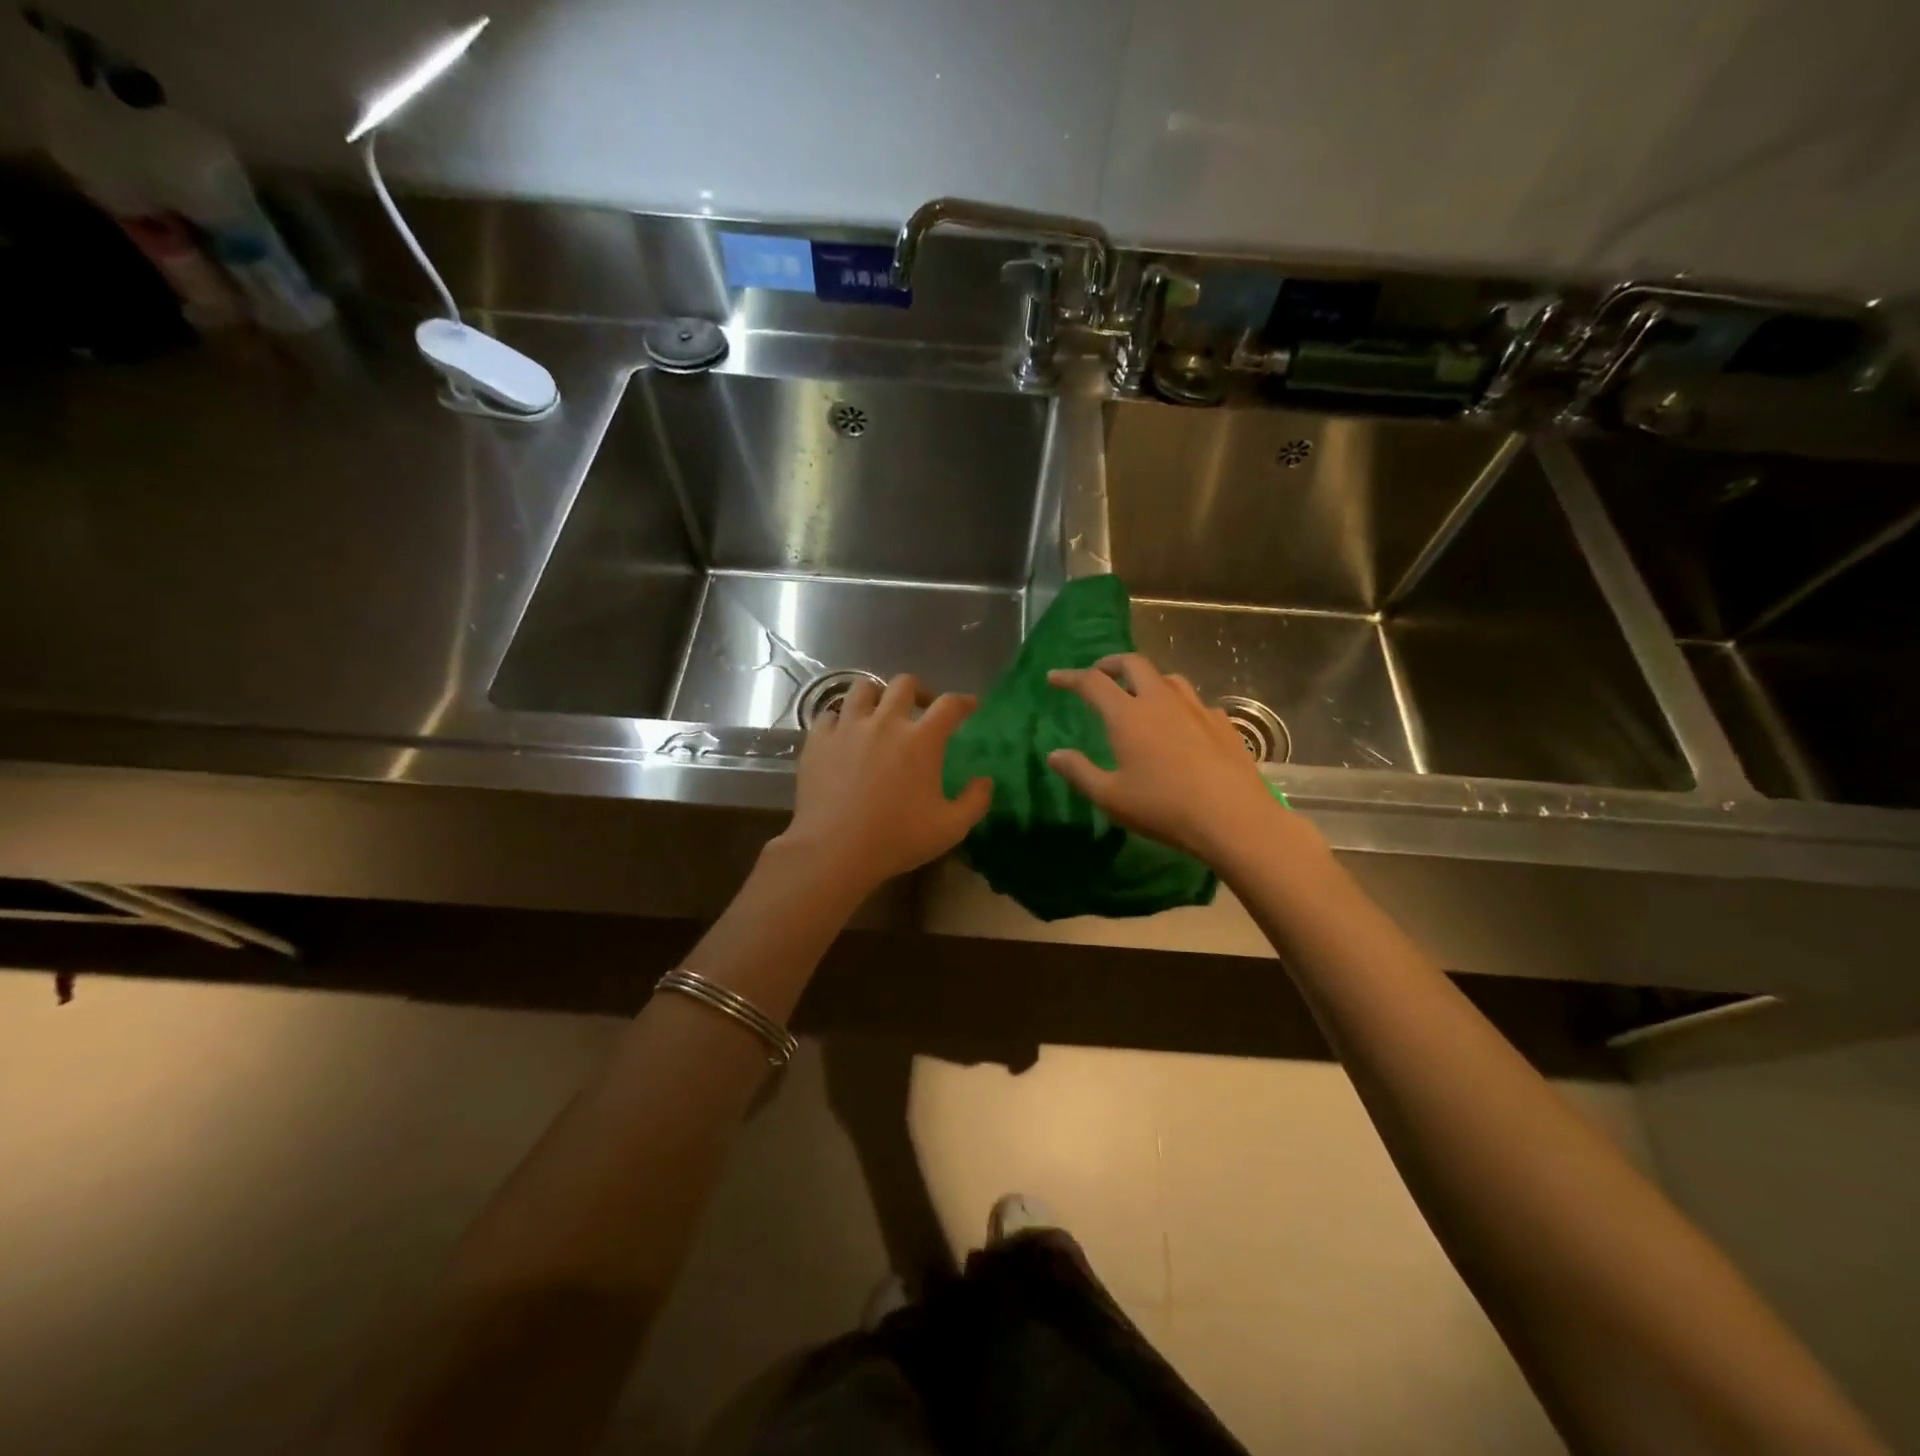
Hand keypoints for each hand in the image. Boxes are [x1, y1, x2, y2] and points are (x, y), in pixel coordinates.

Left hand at [776, 673, 992, 896]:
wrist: (833, 850)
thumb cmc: (896, 839)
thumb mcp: (950, 828)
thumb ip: (975, 801)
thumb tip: (985, 780)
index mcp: (921, 740)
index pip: (949, 705)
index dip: (963, 702)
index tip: (969, 706)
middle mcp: (885, 722)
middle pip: (904, 684)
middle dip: (919, 691)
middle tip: (922, 708)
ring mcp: (848, 727)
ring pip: (863, 688)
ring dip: (877, 694)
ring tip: (880, 711)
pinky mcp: (818, 740)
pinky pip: (829, 714)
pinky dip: (841, 718)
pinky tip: (844, 732)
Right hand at [1046, 654, 1304, 868]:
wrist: (1233, 817)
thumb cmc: (1163, 808)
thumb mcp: (1111, 797)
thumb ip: (1079, 772)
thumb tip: (1054, 755)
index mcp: (1128, 715)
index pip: (1092, 682)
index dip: (1069, 677)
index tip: (1054, 678)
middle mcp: (1161, 701)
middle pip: (1133, 663)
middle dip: (1111, 664)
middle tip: (1099, 676)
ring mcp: (1196, 708)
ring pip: (1168, 678)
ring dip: (1147, 679)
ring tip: (1140, 695)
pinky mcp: (1222, 723)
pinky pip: (1195, 702)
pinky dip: (1178, 704)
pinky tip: (1181, 725)